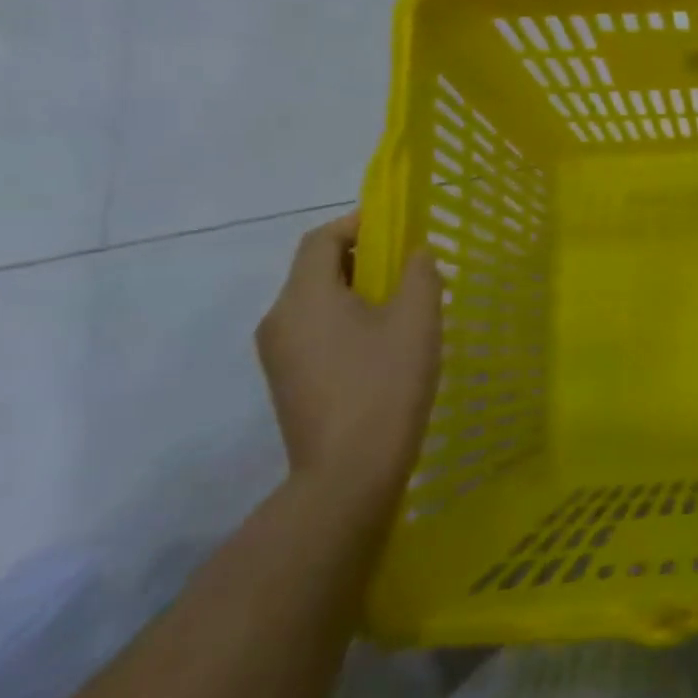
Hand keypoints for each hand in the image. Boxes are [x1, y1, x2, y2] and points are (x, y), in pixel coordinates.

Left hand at [254, 213, 440, 511]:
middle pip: (315, 269)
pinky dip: (344, 319)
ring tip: (400, 304)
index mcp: (305, 297)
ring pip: (315, 302)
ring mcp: (277, 354)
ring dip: (354, 290)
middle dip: (361, 257)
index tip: (396, 225)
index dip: (357, 223)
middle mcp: (279, 319)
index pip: (321, 240)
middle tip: (406, 265)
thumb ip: (419, 274)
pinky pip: (313, 330)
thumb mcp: (417, 320)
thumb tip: (415, 254)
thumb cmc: (385, 384)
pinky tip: (380, 342)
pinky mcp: (286, 381)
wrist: (348, 473)